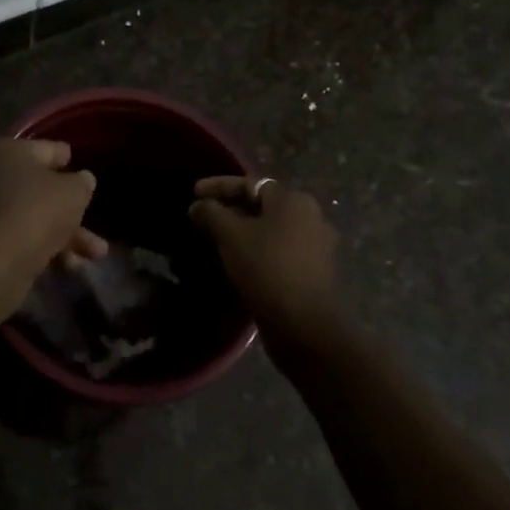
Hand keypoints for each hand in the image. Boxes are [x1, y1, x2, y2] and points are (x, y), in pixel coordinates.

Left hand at [0, 139, 105, 316]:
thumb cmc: (36, 211)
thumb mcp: (74, 192)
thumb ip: (82, 183)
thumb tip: (82, 180)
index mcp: (7, 150)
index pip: (45, 149)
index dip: (65, 158)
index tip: (79, 166)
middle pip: (38, 188)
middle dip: (71, 209)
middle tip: (92, 219)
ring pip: (31, 217)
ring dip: (65, 235)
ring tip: (96, 255)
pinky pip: (18, 237)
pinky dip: (42, 247)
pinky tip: (68, 265)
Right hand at [190, 177, 339, 347]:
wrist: (304, 326)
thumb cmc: (266, 268)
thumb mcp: (231, 235)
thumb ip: (212, 213)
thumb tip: (198, 205)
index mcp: (293, 200)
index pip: (249, 183)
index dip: (218, 186)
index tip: (193, 193)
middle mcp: (310, 216)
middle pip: (261, 206)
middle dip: (230, 209)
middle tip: (203, 218)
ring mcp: (316, 246)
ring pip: (270, 230)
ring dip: (243, 232)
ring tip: (216, 240)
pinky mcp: (314, 272)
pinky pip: (279, 250)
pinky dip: (257, 250)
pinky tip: (238, 262)